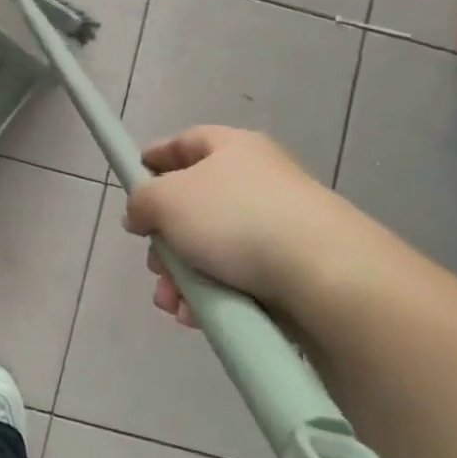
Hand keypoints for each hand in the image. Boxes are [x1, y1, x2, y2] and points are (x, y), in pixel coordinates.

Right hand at [123, 126, 356, 326]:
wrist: (323, 272)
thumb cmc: (235, 218)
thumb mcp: (168, 200)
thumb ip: (142, 201)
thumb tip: (141, 213)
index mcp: (232, 148)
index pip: (186, 142)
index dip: (156, 158)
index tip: (133, 179)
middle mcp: (256, 180)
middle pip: (193, 205)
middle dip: (164, 241)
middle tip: (154, 265)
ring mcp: (276, 225)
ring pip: (210, 248)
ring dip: (181, 277)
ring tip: (171, 303)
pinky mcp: (289, 267)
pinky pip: (235, 277)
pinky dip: (210, 294)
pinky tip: (195, 315)